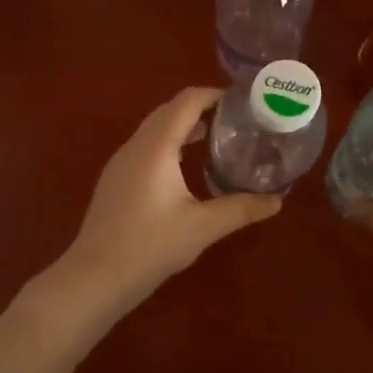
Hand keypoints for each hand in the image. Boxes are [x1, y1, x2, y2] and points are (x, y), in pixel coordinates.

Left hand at [55, 87, 281, 319]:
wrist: (95, 277)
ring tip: (215, 139)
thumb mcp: (203, 227)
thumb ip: (241, 209)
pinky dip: (169, 144)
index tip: (242, 102)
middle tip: (234, 120)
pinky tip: (184, 168)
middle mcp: (135, 146)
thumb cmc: (150, 246)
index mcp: (156, 147)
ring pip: (154, 129)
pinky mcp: (115, 180)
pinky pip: (145, 147)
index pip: (186, 102)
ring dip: (183, 126)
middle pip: (169, 110)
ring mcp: (120, 163)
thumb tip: (277, 201)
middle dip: (201, 108)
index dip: (214, 94)